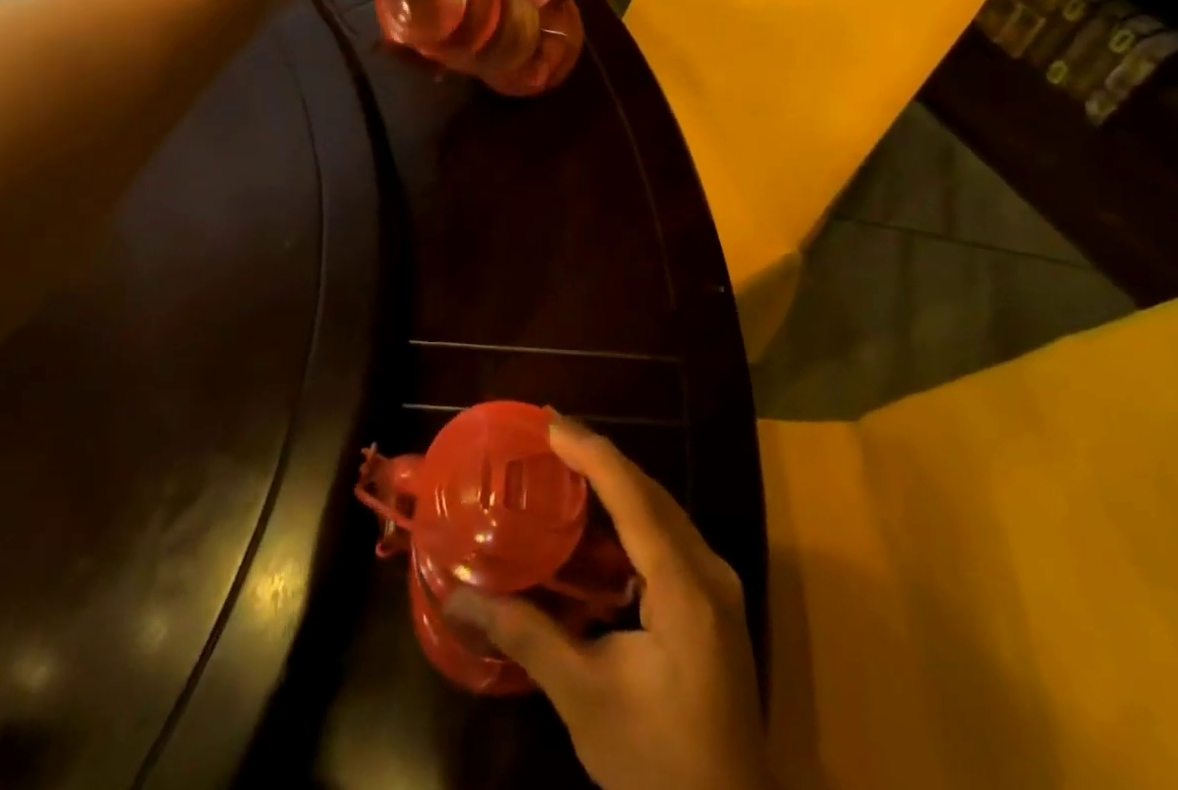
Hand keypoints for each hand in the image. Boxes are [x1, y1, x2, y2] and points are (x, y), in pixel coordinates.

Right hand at [448, 416, 769, 789]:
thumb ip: (526, 636)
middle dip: (599, 456)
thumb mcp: (584, 698)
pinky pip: (669, 536)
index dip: (589, 451)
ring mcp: (717, 584)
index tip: (549, 422)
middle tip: (550, 433)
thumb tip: (460, 596)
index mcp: (684, 586)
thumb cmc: (657, 762)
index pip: (632, 495)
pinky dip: (632, 515)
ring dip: (616, 482)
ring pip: (662, 510)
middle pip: (650, 492)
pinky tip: (601, 520)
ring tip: (568, 460)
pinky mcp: (713, 601)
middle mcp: (708, 569)